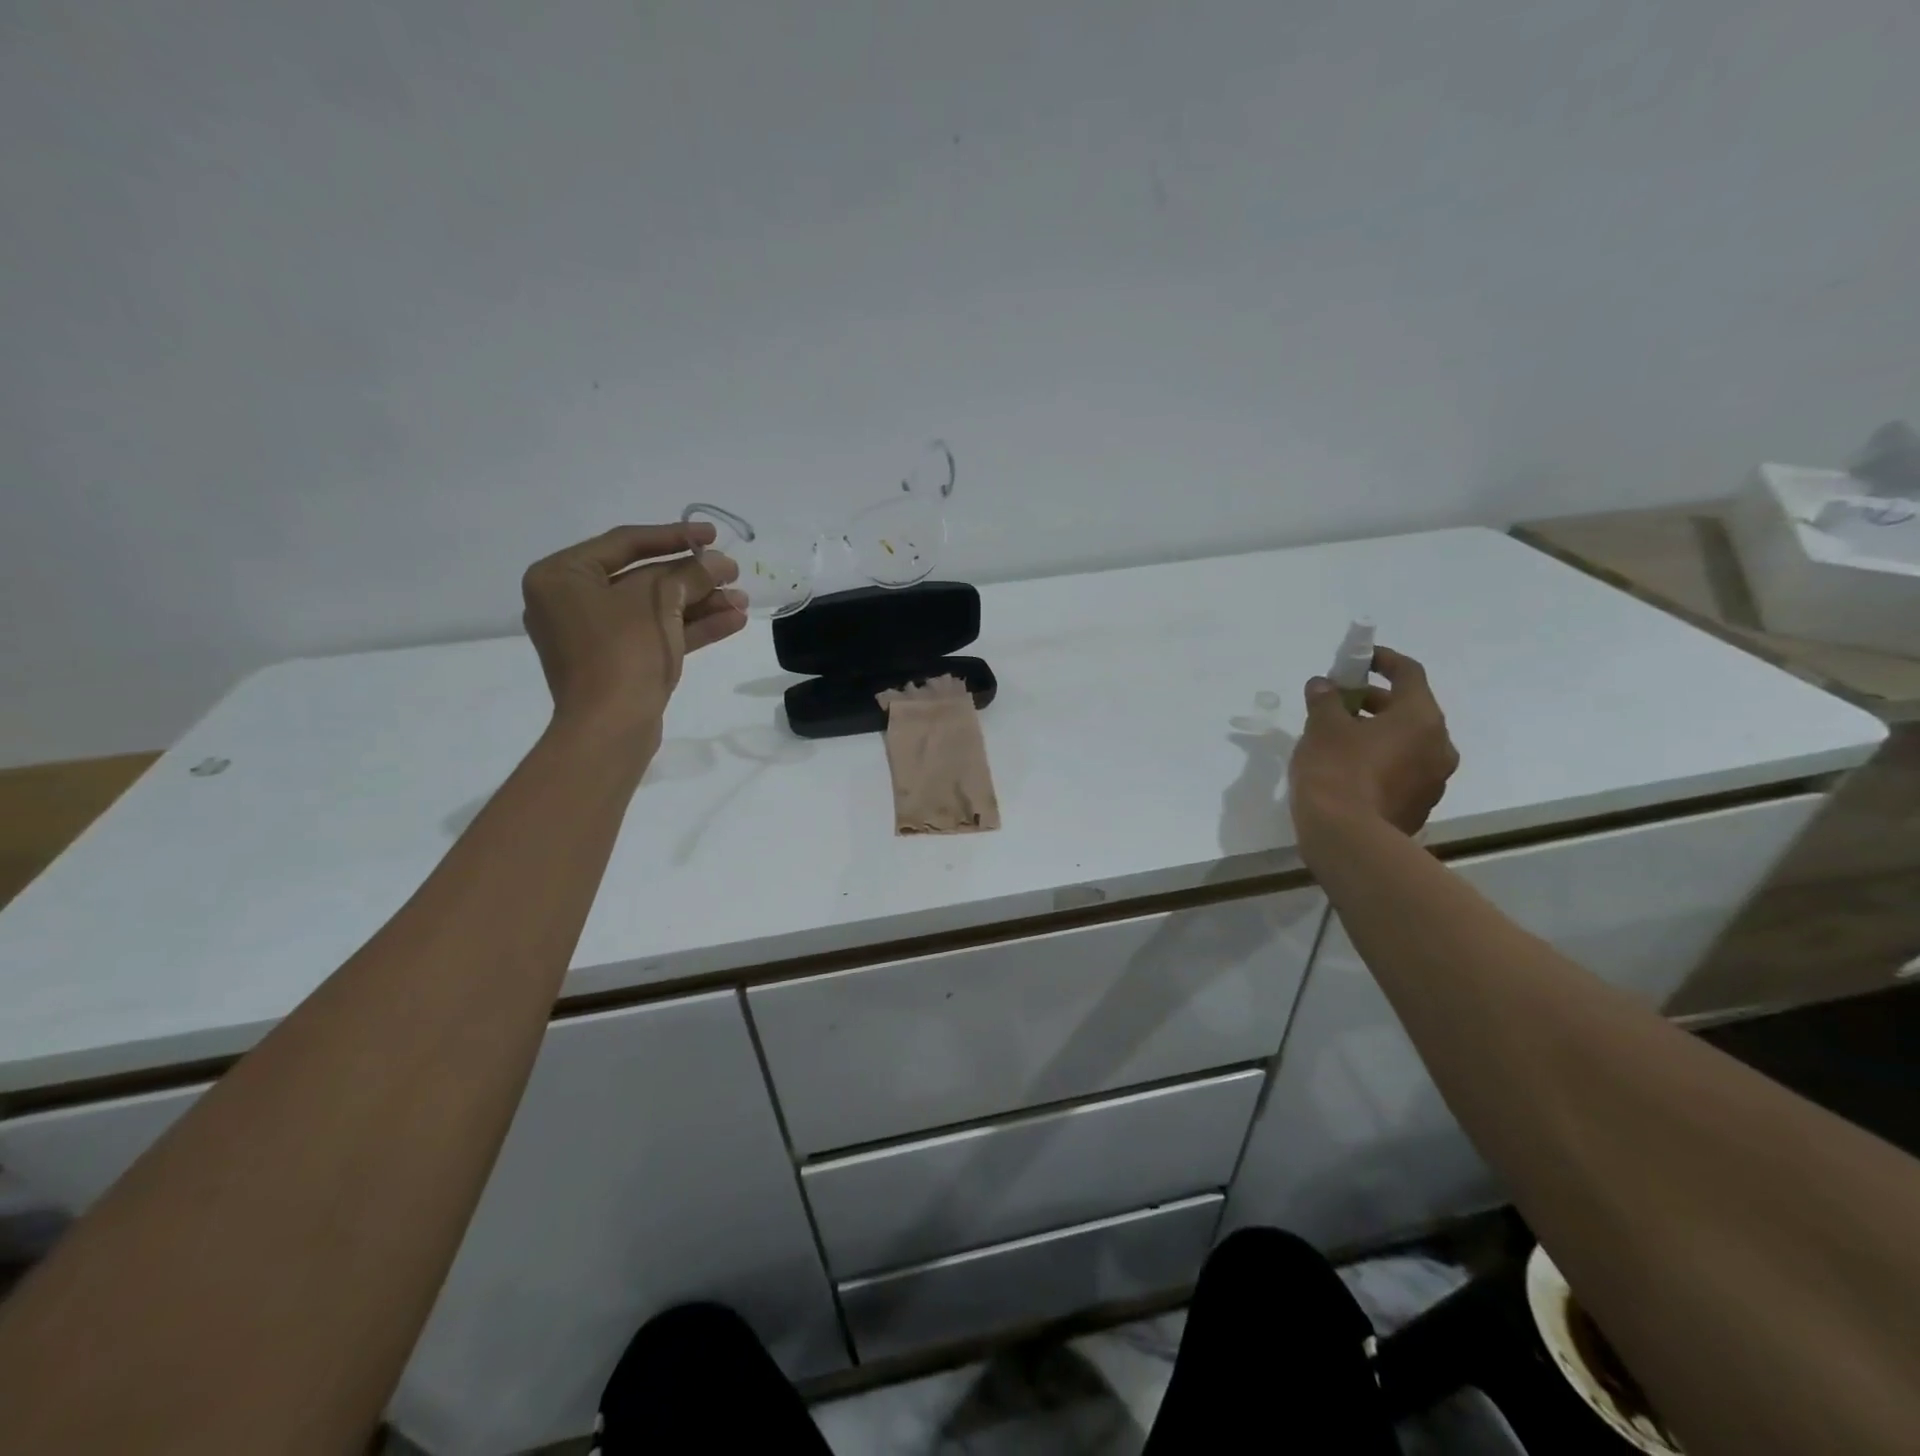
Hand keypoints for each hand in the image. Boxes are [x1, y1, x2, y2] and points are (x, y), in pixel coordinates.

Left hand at [521, 523, 746, 742]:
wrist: (610, 729)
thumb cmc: (623, 653)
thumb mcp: (659, 602)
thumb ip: (690, 574)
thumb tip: (719, 563)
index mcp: (561, 576)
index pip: (625, 543)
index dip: (674, 536)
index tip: (712, 535)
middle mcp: (570, 601)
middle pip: (643, 578)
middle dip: (693, 578)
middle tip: (732, 572)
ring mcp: (593, 636)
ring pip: (654, 609)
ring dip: (700, 604)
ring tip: (742, 600)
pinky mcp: (615, 662)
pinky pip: (653, 634)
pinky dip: (690, 628)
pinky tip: (733, 622)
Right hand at [1288, 646, 1459, 847]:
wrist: (1348, 839)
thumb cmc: (1337, 771)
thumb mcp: (1322, 727)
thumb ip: (1325, 699)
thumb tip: (1323, 685)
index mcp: (1421, 718)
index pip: (1409, 673)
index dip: (1383, 660)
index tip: (1359, 660)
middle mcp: (1439, 745)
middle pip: (1409, 709)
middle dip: (1373, 701)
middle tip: (1338, 702)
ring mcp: (1434, 779)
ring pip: (1407, 742)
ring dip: (1377, 732)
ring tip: (1338, 737)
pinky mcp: (1419, 805)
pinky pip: (1403, 770)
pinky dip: (1380, 759)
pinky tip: (1348, 768)